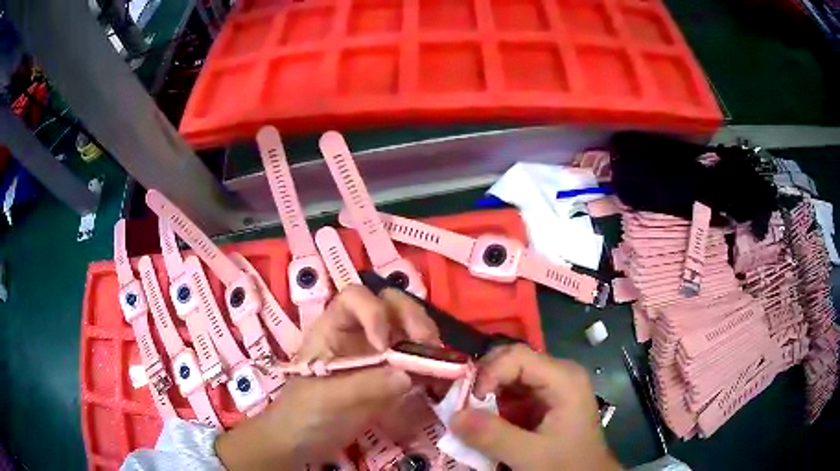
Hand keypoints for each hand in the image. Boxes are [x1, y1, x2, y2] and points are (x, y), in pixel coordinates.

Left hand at [216, 285, 439, 469]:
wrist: (304, 442)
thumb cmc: (303, 413)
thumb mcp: (327, 398)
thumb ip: (364, 385)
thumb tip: (407, 375)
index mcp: (333, 329)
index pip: (356, 298)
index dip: (374, 312)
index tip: (385, 345)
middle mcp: (358, 335)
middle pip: (391, 306)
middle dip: (414, 319)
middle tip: (428, 345)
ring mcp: (377, 356)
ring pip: (409, 331)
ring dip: (428, 341)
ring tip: (440, 364)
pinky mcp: (391, 377)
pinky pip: (417, 362)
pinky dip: (432, 367)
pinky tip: (441, 381)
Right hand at [450, 345, 621, 470]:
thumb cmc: (567, 464)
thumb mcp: (530, 455)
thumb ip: (492, 436)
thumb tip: (452, 416)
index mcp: (563, 378)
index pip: (516, 356)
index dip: (488, 374)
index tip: (468, 403)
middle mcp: (558, 374)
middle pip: (511, 361)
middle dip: (483, 382)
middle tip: (462, 407)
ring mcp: (552, 386)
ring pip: (509, 377)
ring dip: (485, 395)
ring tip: (469, 417)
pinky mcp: (544, 401)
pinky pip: (513, 393)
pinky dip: (494, 405)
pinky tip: (485, 423)